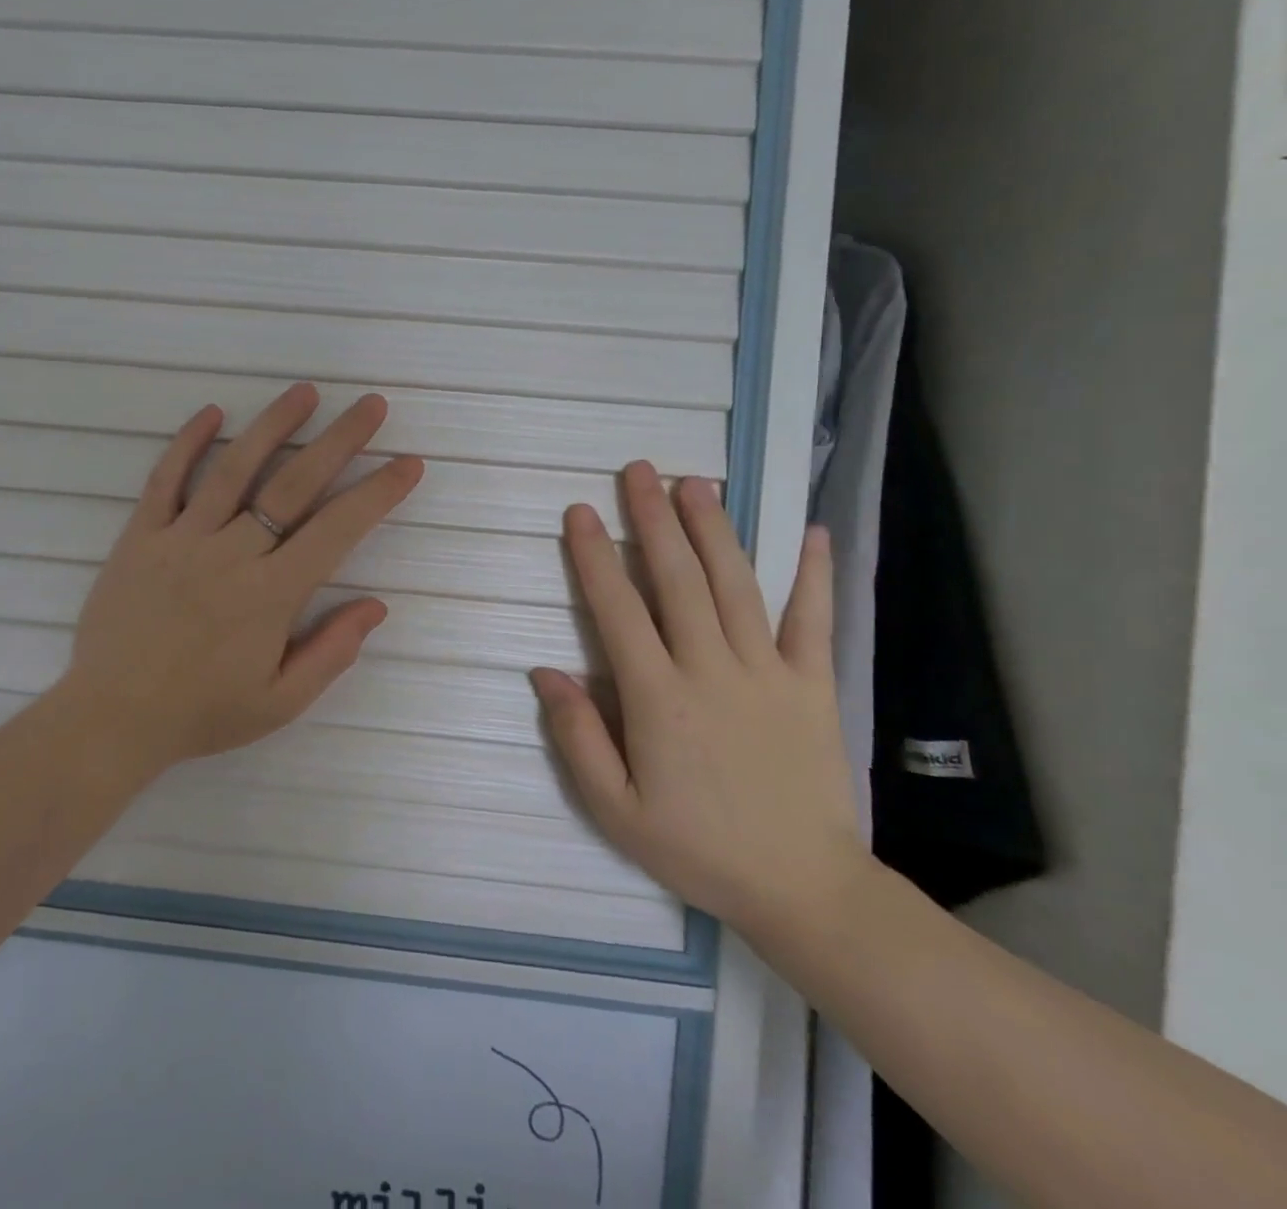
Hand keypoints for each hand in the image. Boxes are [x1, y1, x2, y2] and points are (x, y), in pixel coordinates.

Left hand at [64, 384, 423, 768]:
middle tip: (371, 405)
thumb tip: (375, 605)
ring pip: (233, 469)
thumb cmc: (202, 713)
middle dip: (339, 441)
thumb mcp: (279, 703)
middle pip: (293, 485)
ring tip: (305, 392)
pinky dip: (187, 443)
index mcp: (270, 595)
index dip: (377, 493)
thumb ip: (331, 652)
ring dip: (273, 426)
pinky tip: (212, 413)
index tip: (407, 463)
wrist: (112, 718)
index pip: (337, 530)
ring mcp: (181, 539)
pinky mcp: (140, 536)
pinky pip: (164, 480)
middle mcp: (230, 554)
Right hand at [534, 464, 865, 945]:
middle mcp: (711, 669)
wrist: (803, 888)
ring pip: (736, 585)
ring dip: (713, 529)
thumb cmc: (697, 848)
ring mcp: (768, 672)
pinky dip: (815, 575)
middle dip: (653, 519)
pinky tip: (813, 532)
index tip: (579, 512)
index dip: (594, 556)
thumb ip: (577, 735)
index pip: (617, 609)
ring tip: (696, 483)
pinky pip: (813, 621)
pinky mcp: (813, 685)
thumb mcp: (615, 808)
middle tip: (639, 470)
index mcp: (658, 697)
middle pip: (678, 579)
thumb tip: (545, 670)